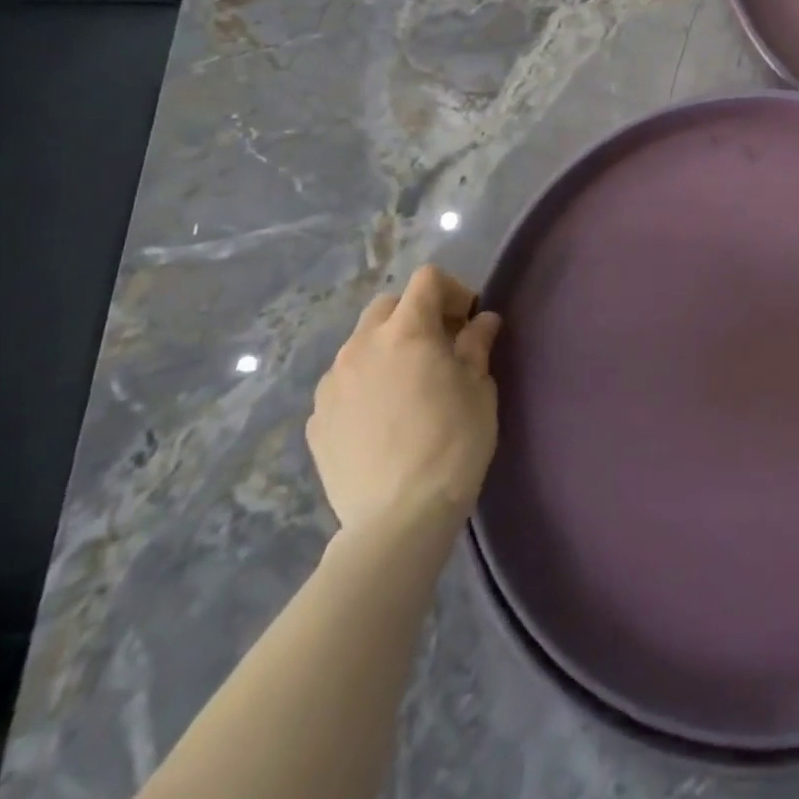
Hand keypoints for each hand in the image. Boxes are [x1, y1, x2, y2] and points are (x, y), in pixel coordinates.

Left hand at [307, 265, 501, 534]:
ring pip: (360, 344)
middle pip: (387, 306)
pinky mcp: (316, 420)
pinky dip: (364, 384)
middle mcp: (361, 346)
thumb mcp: (479, 388)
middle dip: (416, 315)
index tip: (468, 322)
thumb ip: (477, 345)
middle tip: (440, 348)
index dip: (453, 291)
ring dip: (387, 349)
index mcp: (406, 331)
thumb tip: (482, 321)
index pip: (427, 280)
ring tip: (408, 386)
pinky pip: (343, 384)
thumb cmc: (453, 443)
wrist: (398, 518)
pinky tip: (382, 419)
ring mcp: (332, 383)